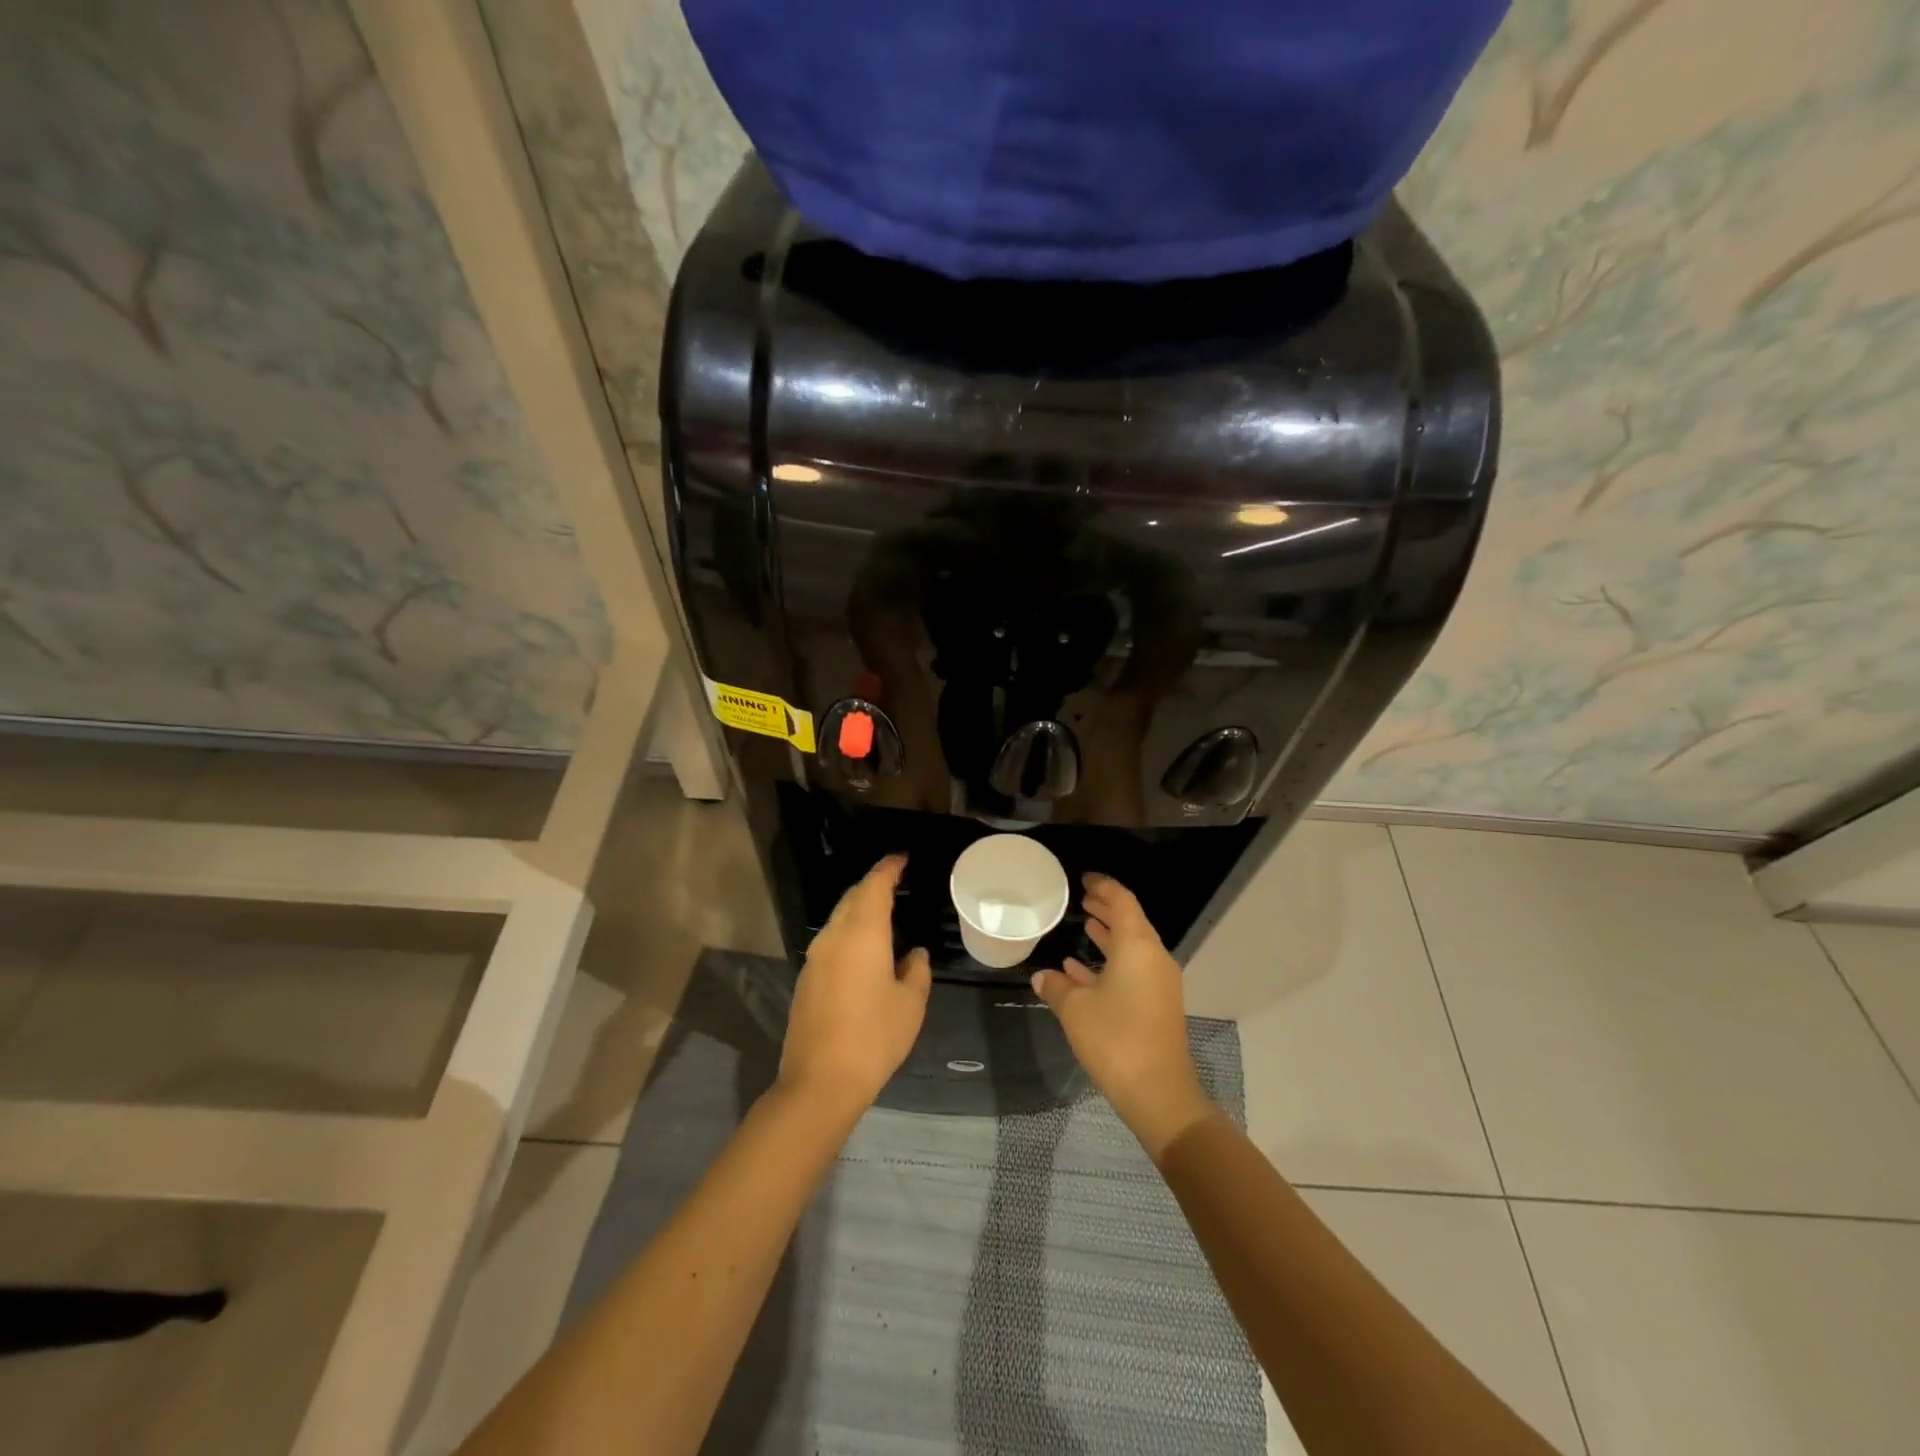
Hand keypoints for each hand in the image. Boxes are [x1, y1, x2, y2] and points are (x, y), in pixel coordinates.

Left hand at [779, 854, 931, 1117]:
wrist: (820, 1081)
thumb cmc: (874, 1037)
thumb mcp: (910, 1004)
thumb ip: (916, 971)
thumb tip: (913, 954)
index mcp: (862, 933)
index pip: (874, 886)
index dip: (888, 868)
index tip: (902, 858)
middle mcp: (834, 937)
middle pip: (852, 898)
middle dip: (873, 885)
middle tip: (895, 882)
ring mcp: (815, 958)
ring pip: (839, 919)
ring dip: (859, 909)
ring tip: (884, 913)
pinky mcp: (806, 979)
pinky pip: (831, 941)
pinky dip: (849, 932)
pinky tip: (864, 949)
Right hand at [1031, 874, 1214, 1158]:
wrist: (1158, 1092)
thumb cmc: (1115, 1038)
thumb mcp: (1075, 1009)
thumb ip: (1056, 986)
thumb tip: (1041, 976)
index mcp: (1137, 946)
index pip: (1122, 901)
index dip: (1103, 886)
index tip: (1084, 878)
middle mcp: (1153, 957)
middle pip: (1130, 922)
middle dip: (1106, 909)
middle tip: (1082, 898)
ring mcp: (1158, 983)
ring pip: (1131, 947)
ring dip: (1108, 935)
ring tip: (1083, 924)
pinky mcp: (1156, 1005)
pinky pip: (1132, 970)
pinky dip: (1110, 963)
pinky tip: (1080, 969)